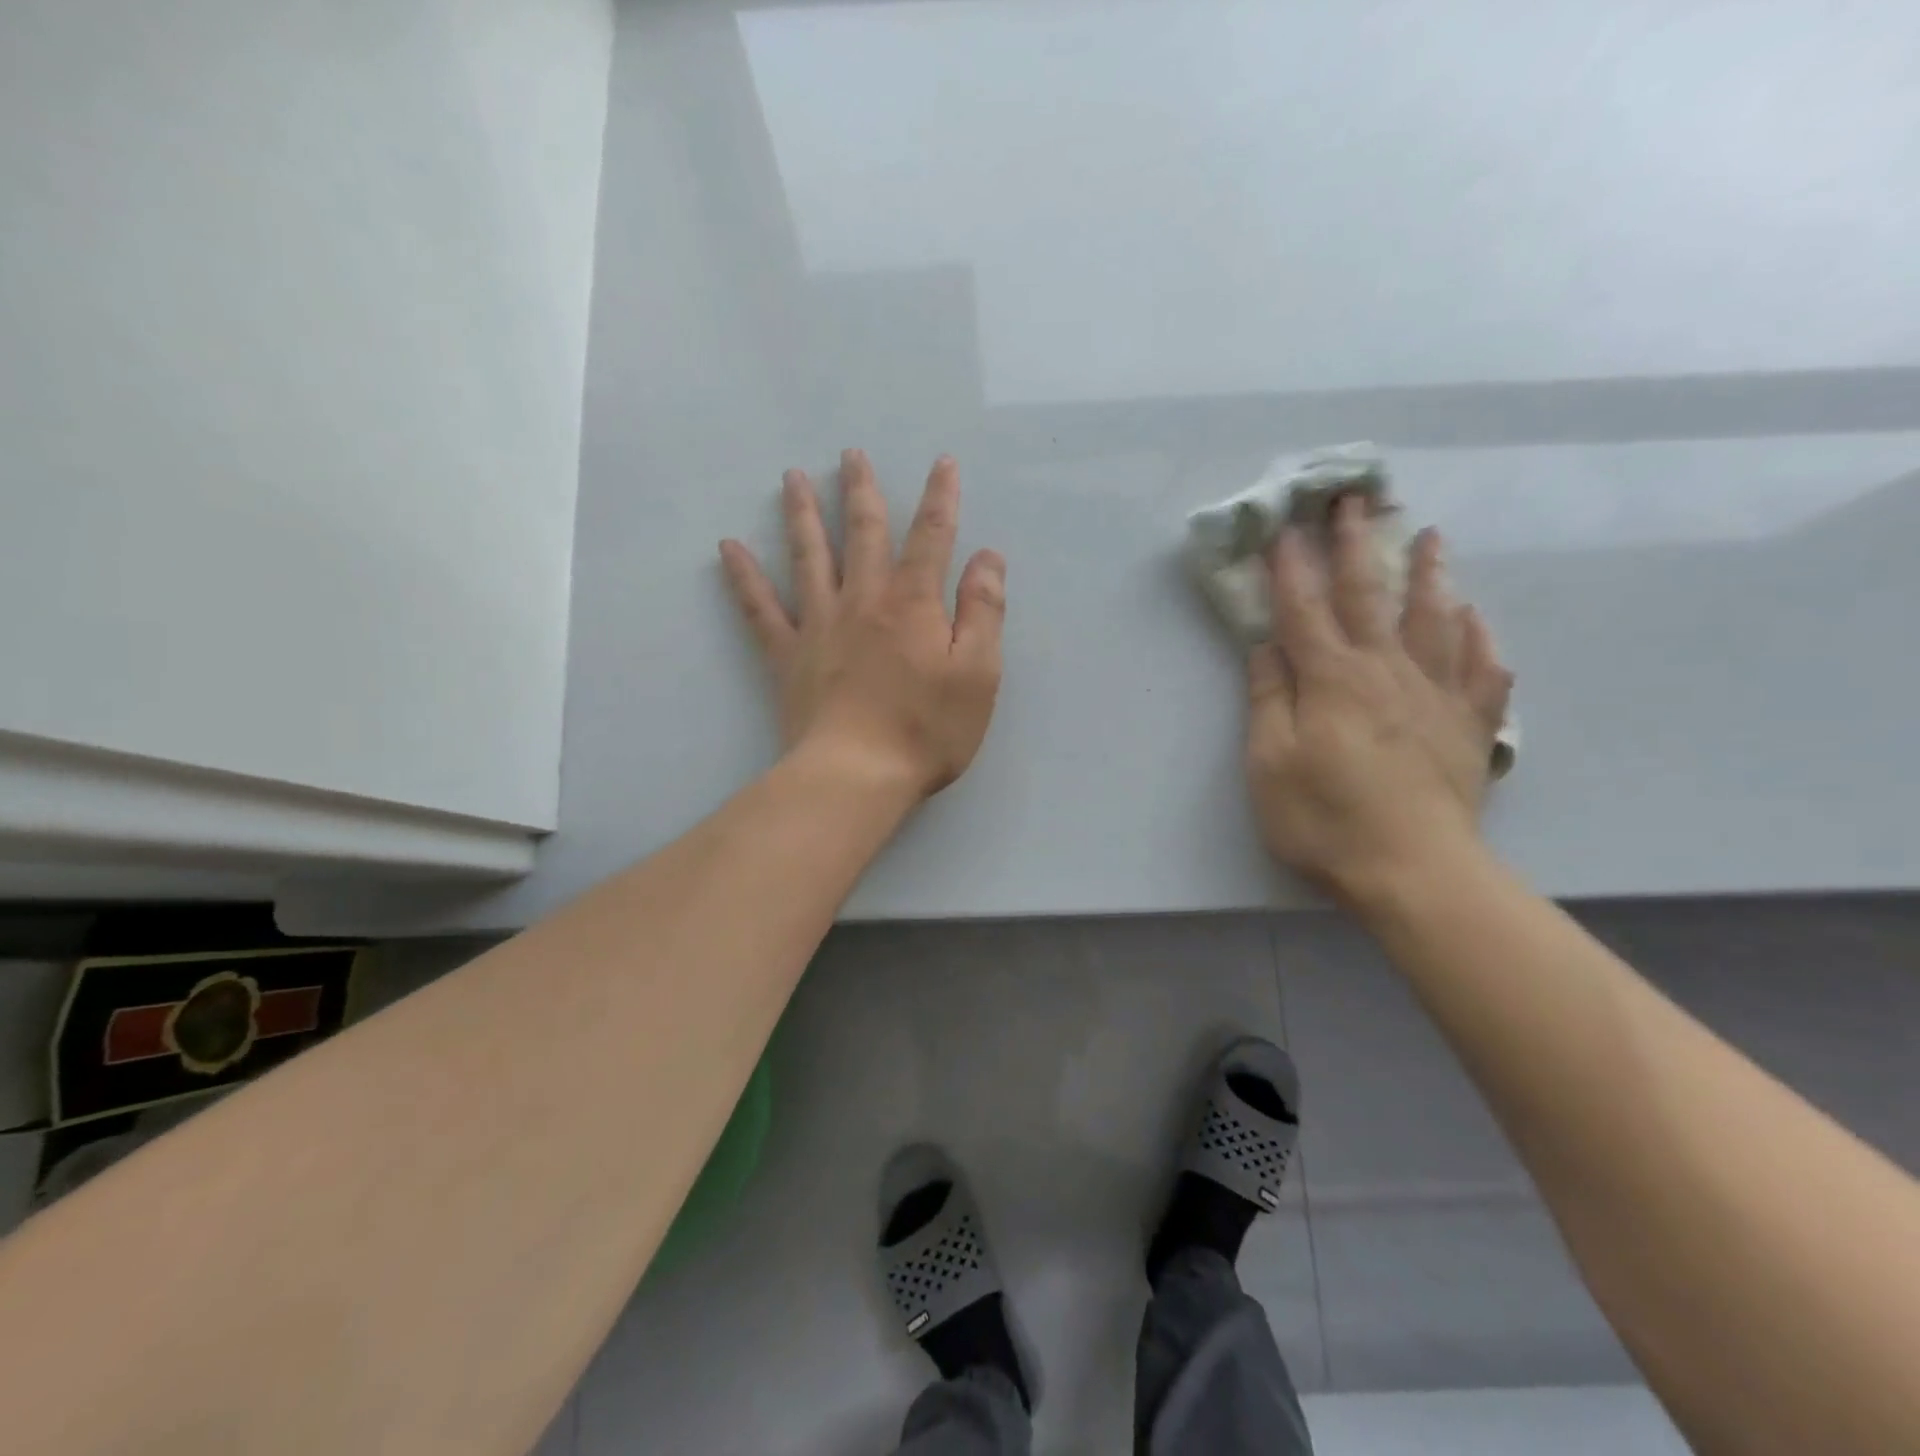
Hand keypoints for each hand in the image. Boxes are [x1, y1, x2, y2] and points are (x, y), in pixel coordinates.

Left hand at [719, 449, 1005, 799]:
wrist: (857, 775)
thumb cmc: (927, 729)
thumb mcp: (978, 673)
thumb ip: (984, 611)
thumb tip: (987, 557)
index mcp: (913, 603)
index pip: (931, 536)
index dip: (940, 498)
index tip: (942, 463)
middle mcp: (863, 600)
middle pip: (863, 533)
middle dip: (862, 491)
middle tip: (850, 454)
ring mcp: (820, 625)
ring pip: (808, 556)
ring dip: (802, 514)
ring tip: (792, 478)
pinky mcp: (788, 656)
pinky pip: (760, 609)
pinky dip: (743, 578)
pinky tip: (727, 549)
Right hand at [1245, 495, 1512, 910]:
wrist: (1413, 871)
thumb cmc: (1324, 819)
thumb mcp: (1269, 763)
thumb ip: (1268, 699)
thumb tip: (1265, 646)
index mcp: (1332, 679)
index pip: (1304, 610)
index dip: (1290, 567)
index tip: (1282, 526)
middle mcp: (1386, 672)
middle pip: (1369, 597)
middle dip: (1356, 546)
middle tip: (1355, 500)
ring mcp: (1435, 696)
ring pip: (1435, 620)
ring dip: (1429, 575)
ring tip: (1432, 538)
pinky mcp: (1469, 727)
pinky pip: (1482, 672)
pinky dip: (1480, 640)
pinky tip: (1477, 620)